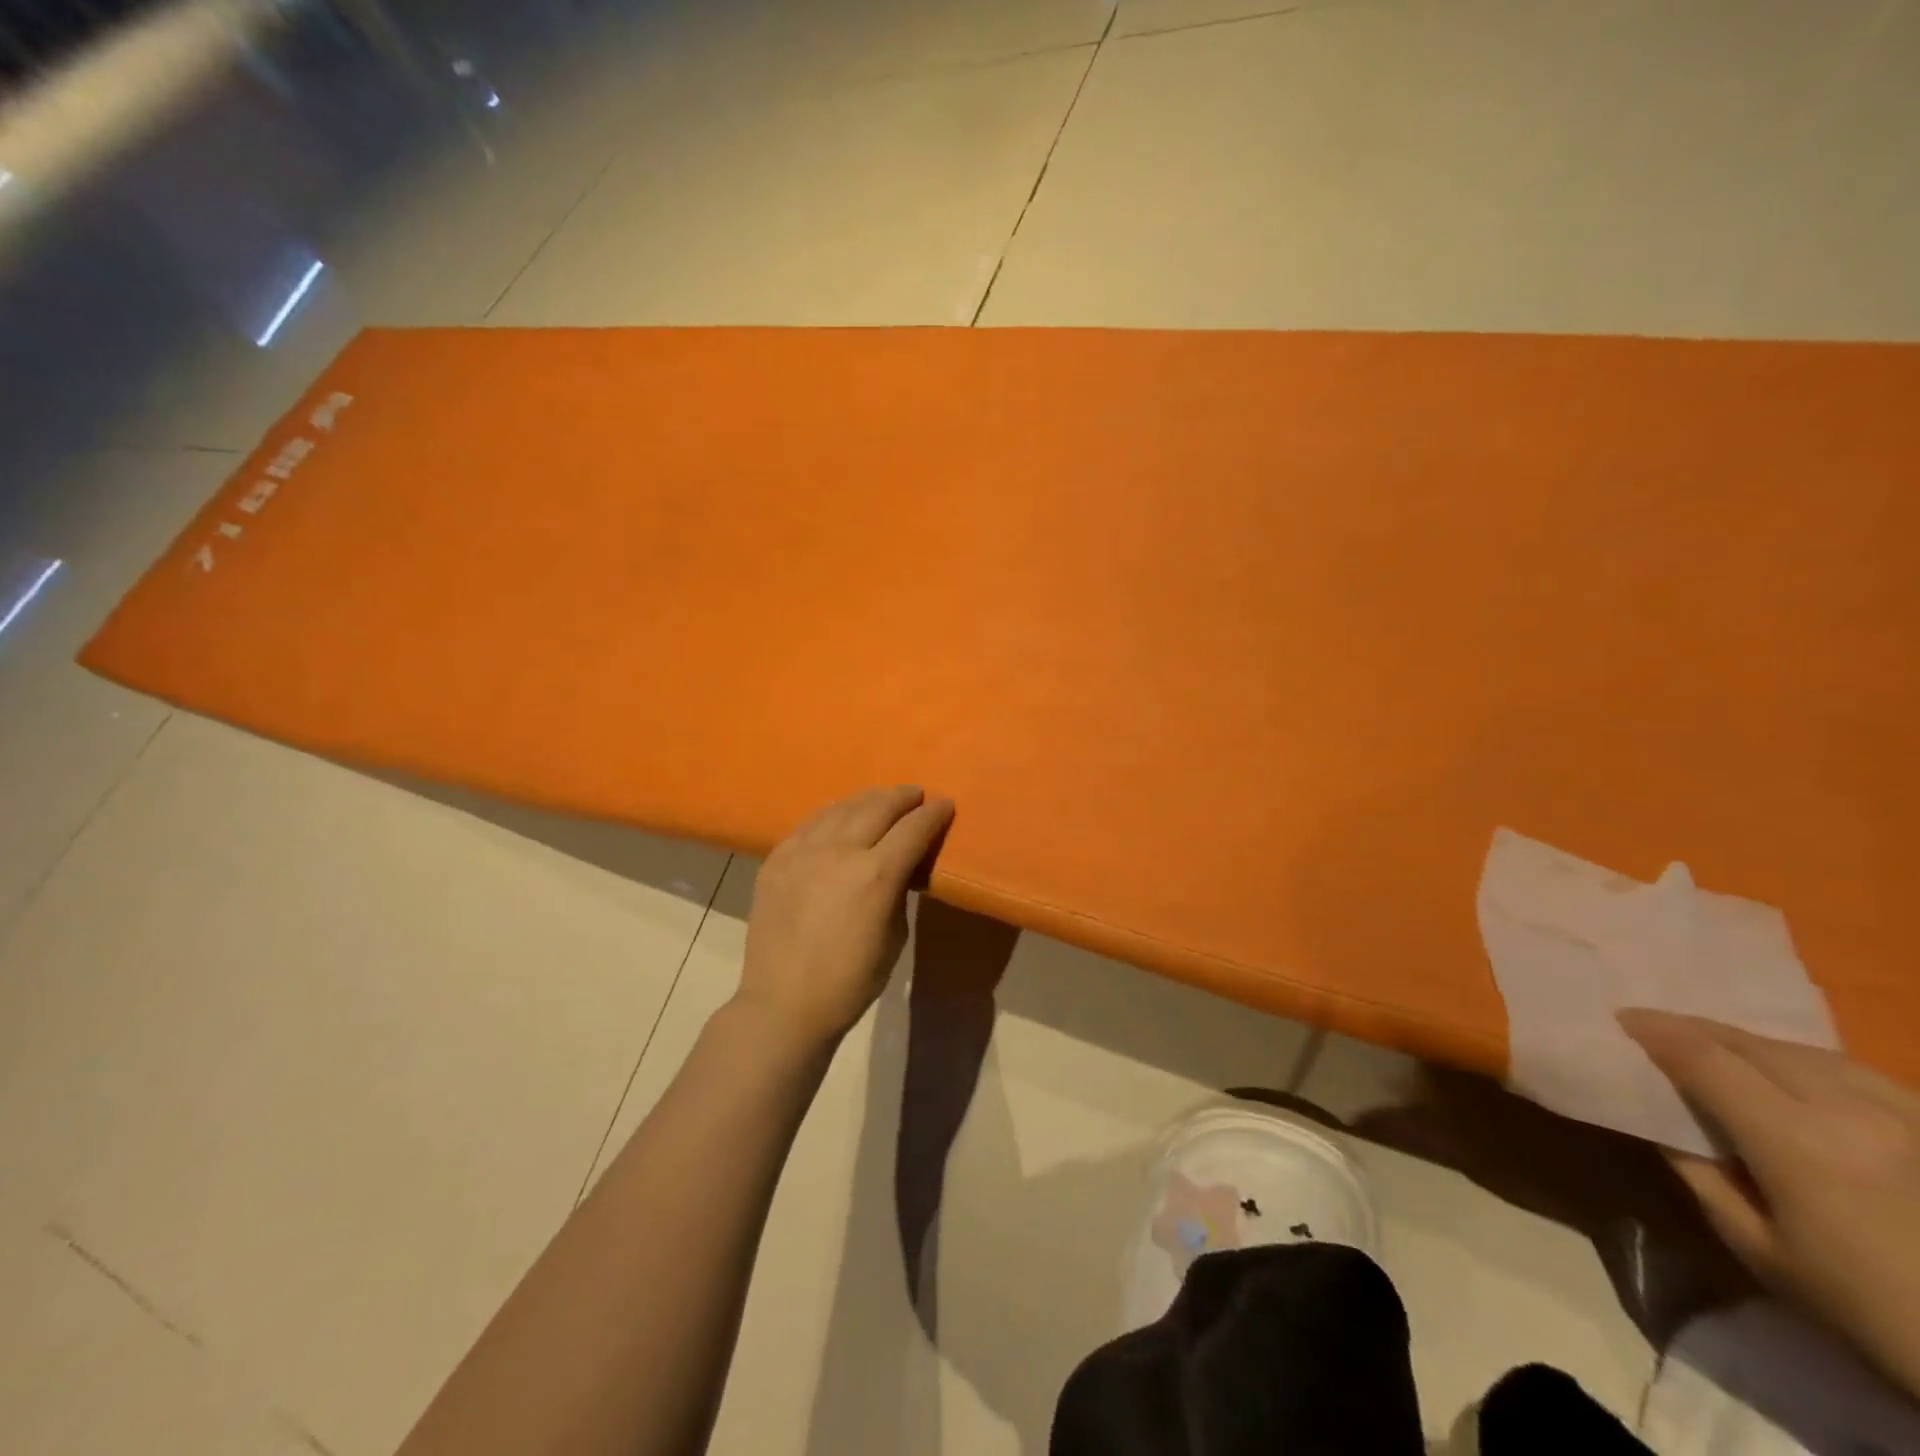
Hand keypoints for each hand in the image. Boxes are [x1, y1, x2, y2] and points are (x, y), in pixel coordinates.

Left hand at [737, 786, 953, 1049]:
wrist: (784, 1004)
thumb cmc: (851, 981)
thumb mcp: (894, 936)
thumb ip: (898, 891)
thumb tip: (898, 869)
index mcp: (876, 874)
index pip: (913, 829)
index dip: (933, 814)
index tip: (945, 804)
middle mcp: (839, 851)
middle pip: (877, 807)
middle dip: (902, 797)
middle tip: (916, 794)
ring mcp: (803, 851)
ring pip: (841, 808)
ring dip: (867, 799)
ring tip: (881, 799)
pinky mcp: (777, 859)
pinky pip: (809, 824)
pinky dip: (832, 815)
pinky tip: (839, 816)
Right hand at [1621, 1010, 1919, 1398]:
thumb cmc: (1869, 1311)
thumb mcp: (1760, 1250)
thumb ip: (1700, 1173)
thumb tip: (1664, 1119)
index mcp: (1797, 1140)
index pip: (1705, 1059)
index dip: (1656, 1032)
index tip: (1621, 1019)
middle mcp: (1851, 1110)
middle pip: (1754, 1045)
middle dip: (1697, 1031)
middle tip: (1656, 1030)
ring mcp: (1908, 1116)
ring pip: (1807, 1052)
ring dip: (1750, 1044)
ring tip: (1718, 1049)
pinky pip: (1857, 1073)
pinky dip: (1806, 1062)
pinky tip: (1794, 1076)